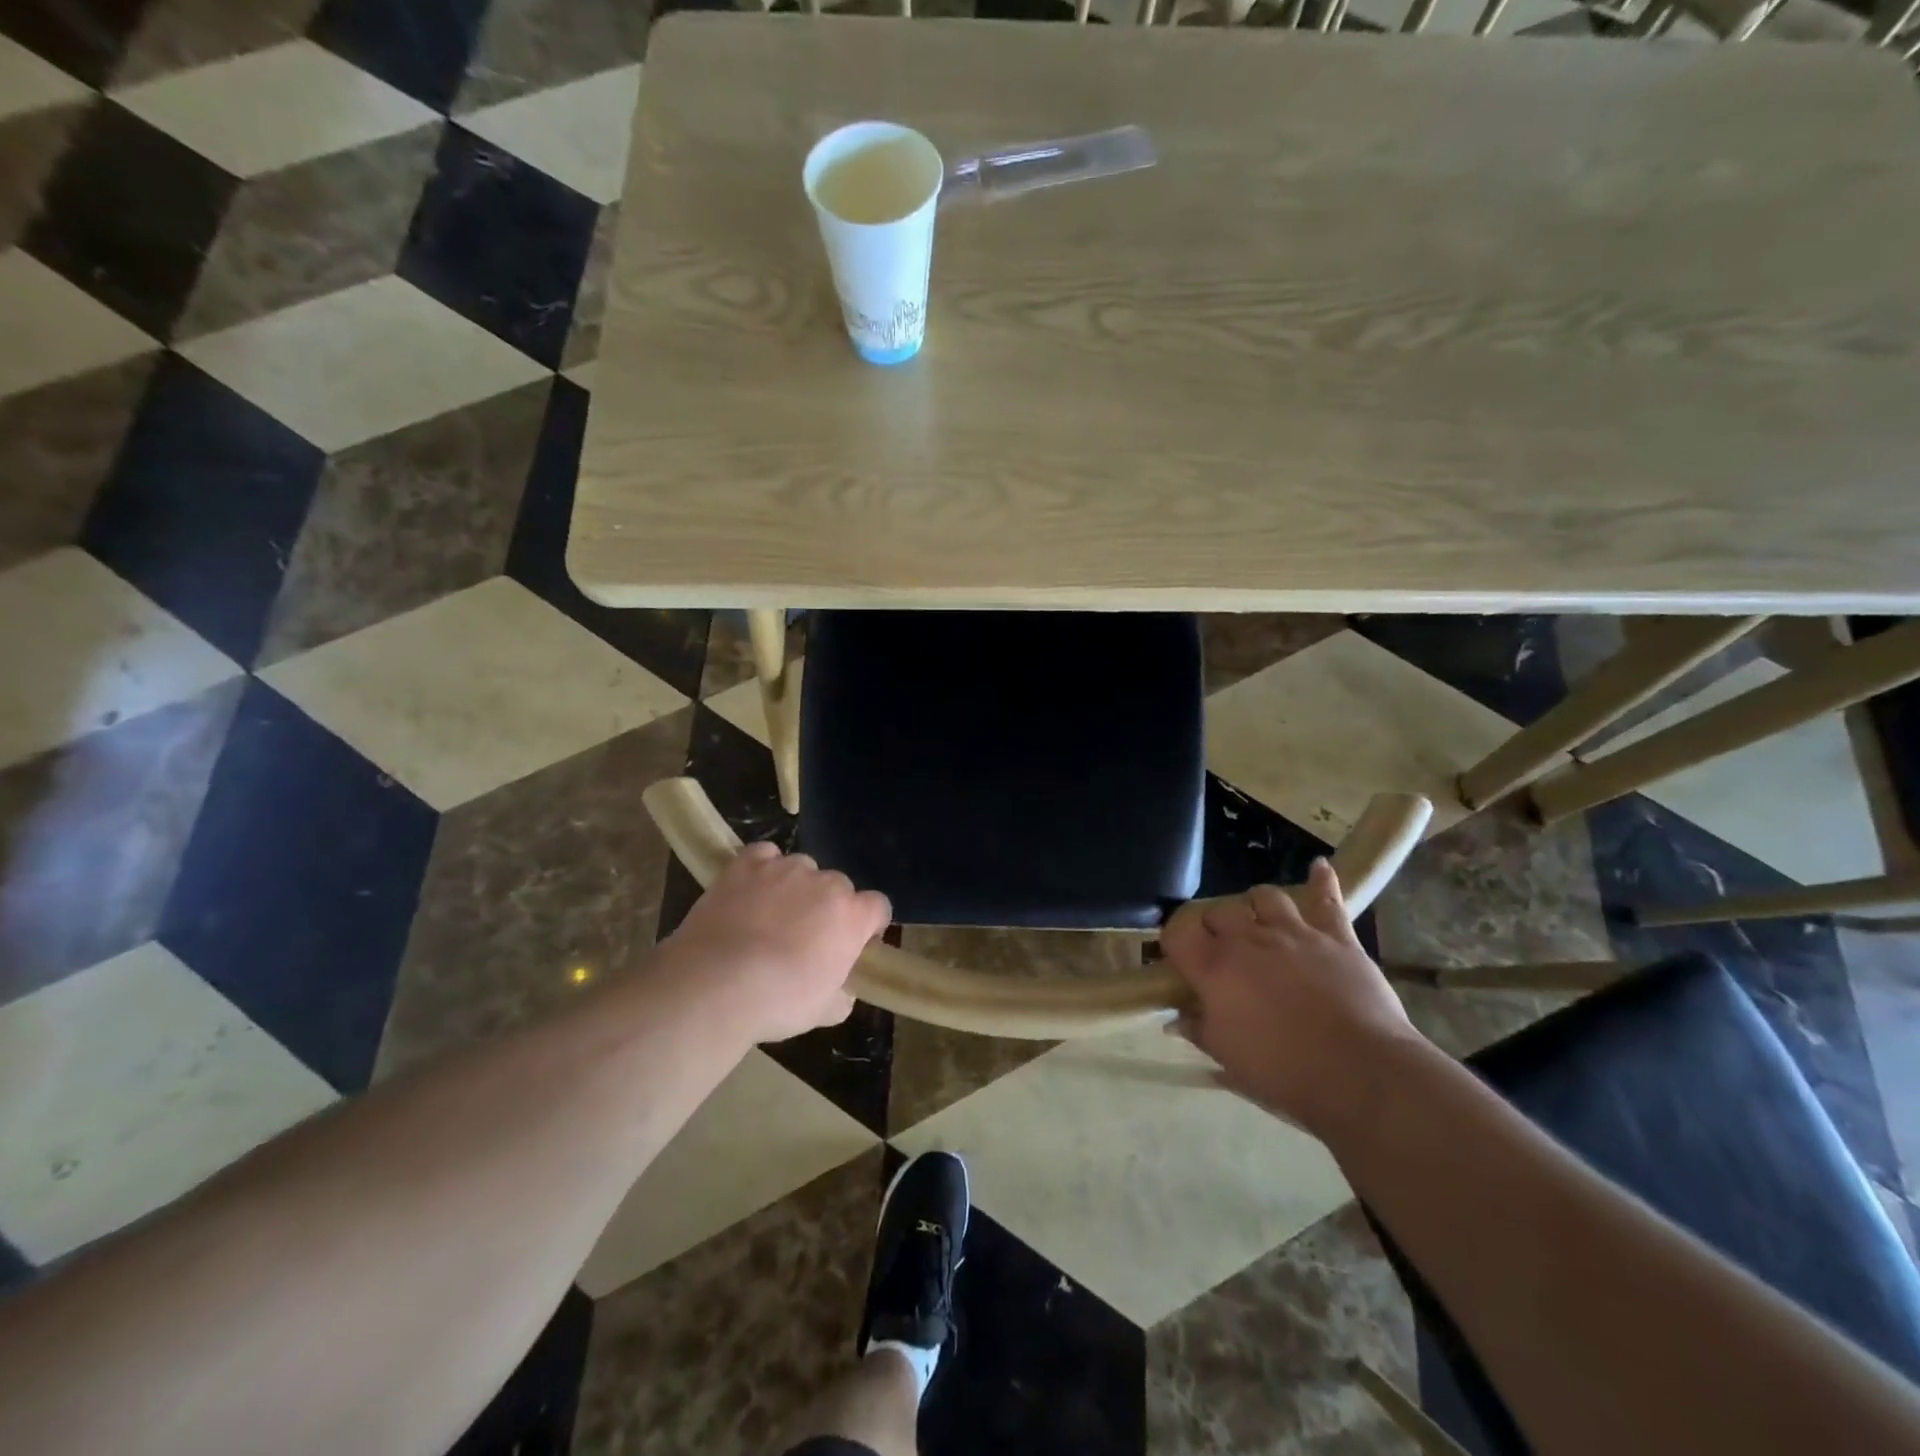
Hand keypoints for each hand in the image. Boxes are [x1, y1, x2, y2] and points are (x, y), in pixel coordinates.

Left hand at [657, 842, 891, 1044]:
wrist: (714, 986)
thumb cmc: (778, 1003)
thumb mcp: (826, 1012)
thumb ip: (844, 992)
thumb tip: (842, 988)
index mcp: (852, 916)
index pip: (878, 906)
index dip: (868, 925)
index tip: (853, 945)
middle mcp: (826, 883)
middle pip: (838, 887)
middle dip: (827, 907)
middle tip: (805, 938)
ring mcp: (785, 868)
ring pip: (801, 869)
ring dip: (794, 888)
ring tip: (770, 916)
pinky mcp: (746, 864)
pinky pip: (764, 855)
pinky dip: (761, 868)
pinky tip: (750, 889)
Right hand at [1161, 859, 1423, 1138]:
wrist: (1362, 1074)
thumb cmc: (1286, 1072)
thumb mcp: (1230, 1060)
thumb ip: (1200, 1031)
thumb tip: (1175, 1018)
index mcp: (1215, 969)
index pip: (1178, 933)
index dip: (1175, 941)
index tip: (1181, 958)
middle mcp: (1249, 940)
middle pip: (1219, 910)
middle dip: (1215, 925)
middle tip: (1222, 950)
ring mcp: (1294, 932)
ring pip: (1265, 896)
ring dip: (1257, 905)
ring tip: (1260, 920)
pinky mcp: (1336, 936)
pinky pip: (1327, 899)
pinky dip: (1322, 881)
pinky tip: (1319, 868)